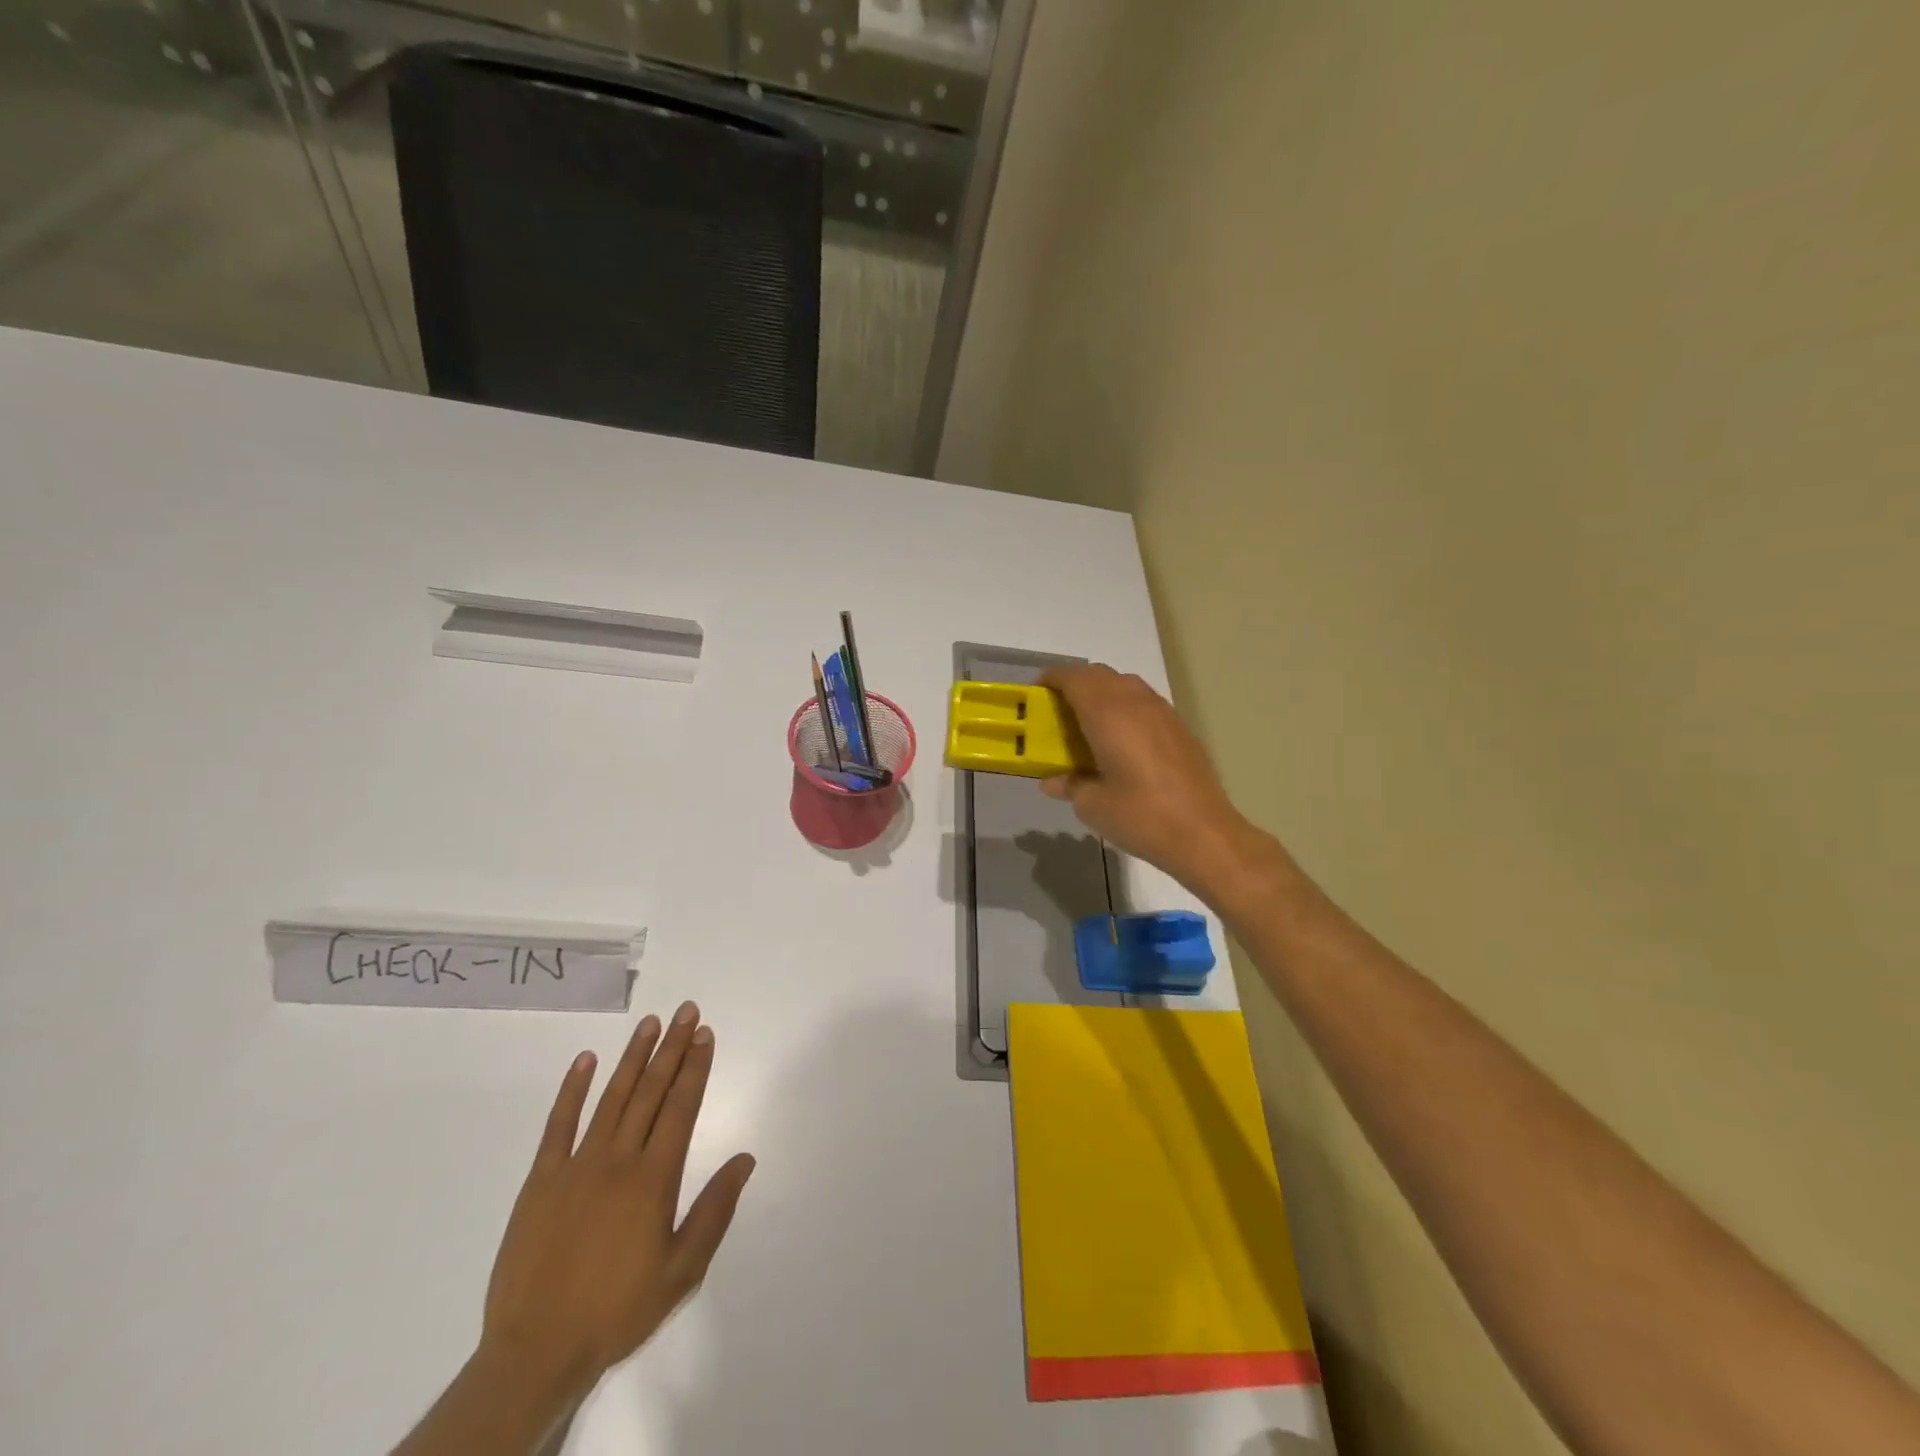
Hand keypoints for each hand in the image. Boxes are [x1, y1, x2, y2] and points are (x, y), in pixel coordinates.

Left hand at [479, 1002, 754, 1401]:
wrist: (536, 1353)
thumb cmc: (617, 1310)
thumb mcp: (681, 1271)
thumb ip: (714, 1210)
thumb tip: (745, 1158)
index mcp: (654, 1179)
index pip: (681, 1108)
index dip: (695, 1067)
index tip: (705, 1034)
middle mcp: (618, 1160)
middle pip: (651, 1092)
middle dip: (672, 1048)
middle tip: (686, 1011)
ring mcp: (576, 1166)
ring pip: (612, 1098)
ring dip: (633, 1057)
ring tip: (650, 1023)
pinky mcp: (540, 1180)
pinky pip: (558, 1125)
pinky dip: (572, 1090)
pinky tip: (585, 1060)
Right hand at [1041, 663, 1255, 894]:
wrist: (1204, 834)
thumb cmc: (1140, 817)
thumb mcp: (1092, 805)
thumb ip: (1070, 785)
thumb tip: (1053, 781)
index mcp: (1107, 714)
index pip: (1074, 677)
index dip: (1051, 679)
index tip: (1036, 695)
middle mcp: (1135, 702)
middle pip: (1099, 674)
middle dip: (1075, 684)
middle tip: (1058, 711)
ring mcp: (1163, 712)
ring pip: (1125, 684)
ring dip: (1102, 693)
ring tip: (1088, 724)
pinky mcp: (1180, 728)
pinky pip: (1144, 702)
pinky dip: (1124, 707)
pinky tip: (1121, 740)